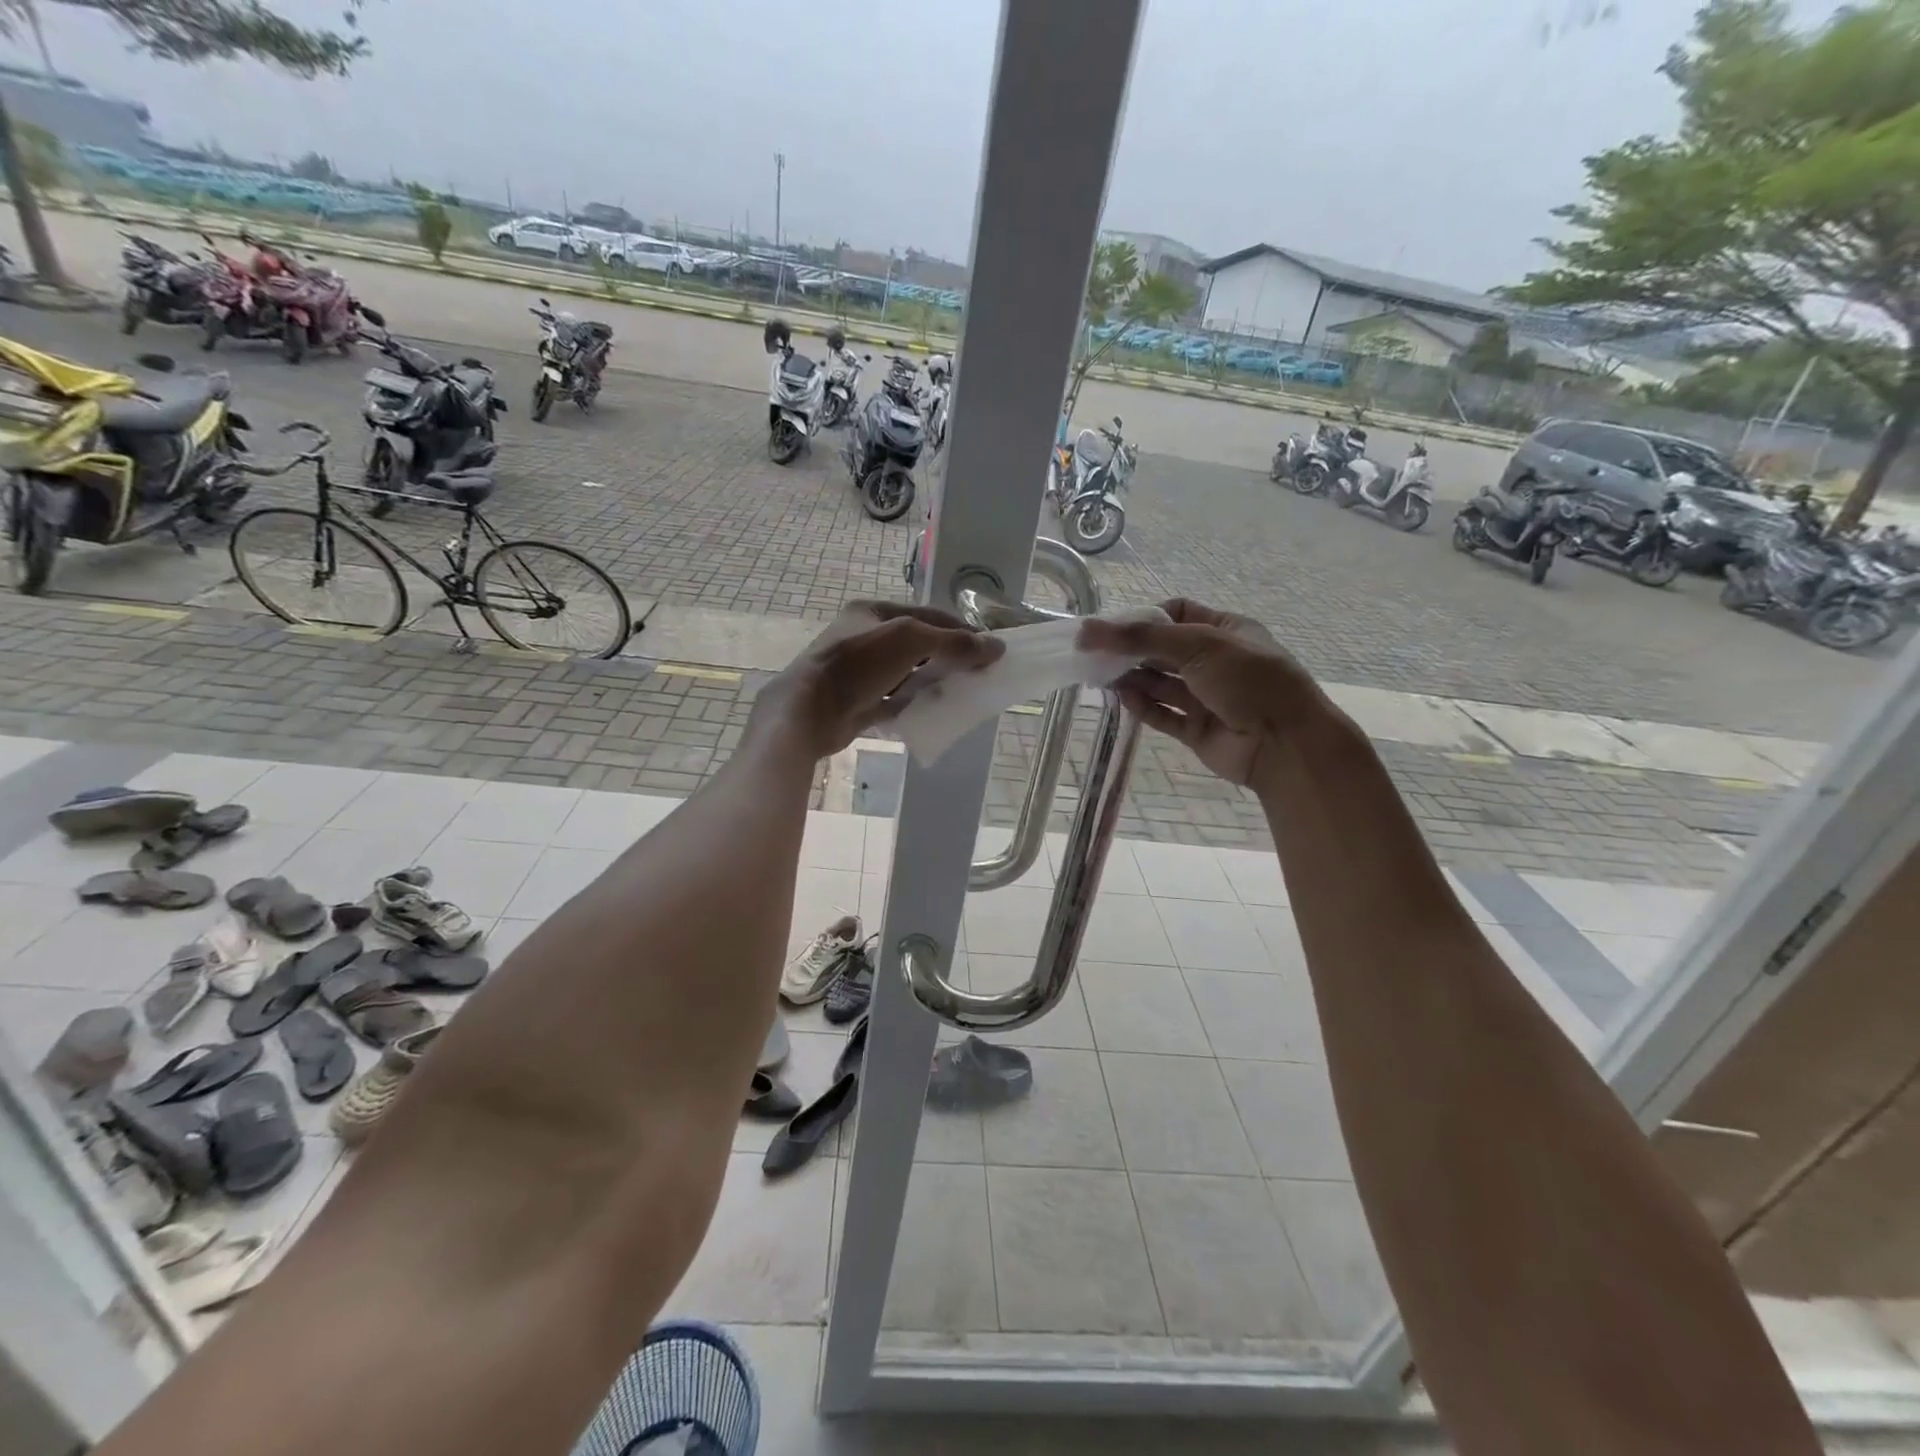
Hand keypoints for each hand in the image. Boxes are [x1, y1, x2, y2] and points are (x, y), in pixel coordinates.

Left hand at [751, 601, 1002, 760]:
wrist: (809, 712)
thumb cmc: (858, 665)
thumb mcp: (911, 641)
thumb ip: (954, 643)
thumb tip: (997, 647)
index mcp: (872, 612)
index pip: (927, 614)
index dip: (960, 629)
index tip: (987, 649)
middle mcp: (865, 636)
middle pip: (918, 644)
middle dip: (947, 657)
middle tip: (976, 674)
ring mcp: (860, 671)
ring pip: (907, 673)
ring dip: (931, 681)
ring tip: (959, 693)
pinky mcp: (858, 701)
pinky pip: (895, 700)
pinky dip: (913, 704)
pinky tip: (932, 712)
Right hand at [1080, 599, 1323, 788]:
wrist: (1284, 743)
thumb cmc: (1247, 679)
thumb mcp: (1197, 645)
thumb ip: (1141, 637)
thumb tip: (1088, 630)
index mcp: (1226, 631)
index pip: (1178, 613)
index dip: (1146, 617)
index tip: (1114, 627)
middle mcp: (1215, 661)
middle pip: (1164, 649)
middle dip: (1132, 649)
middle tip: (1095, 652)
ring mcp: (1206, 697)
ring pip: (1160, 683)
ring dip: (1133, 678)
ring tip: (1101, 675)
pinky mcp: (1197, 730)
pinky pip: (1163, 714)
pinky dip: (1142, 706)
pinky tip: (1122, 697)